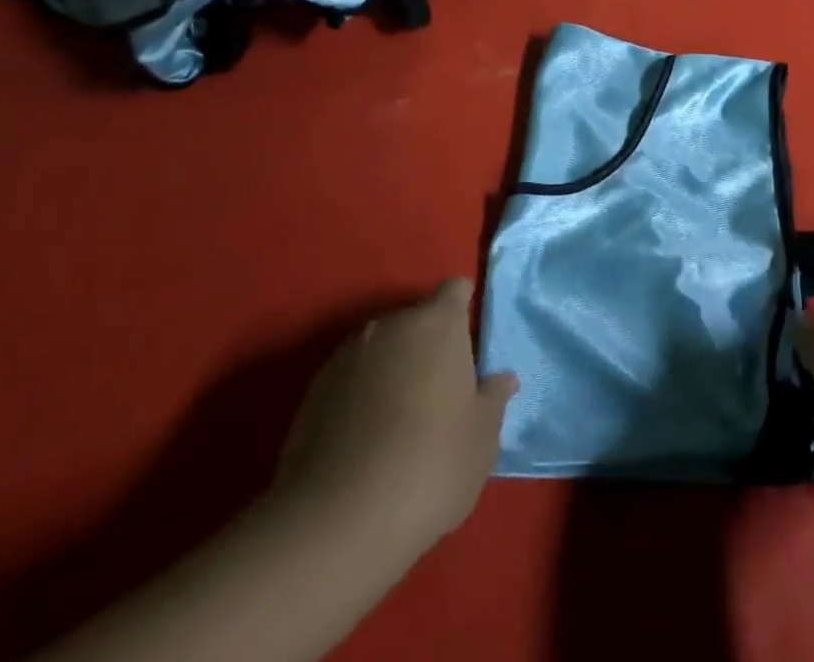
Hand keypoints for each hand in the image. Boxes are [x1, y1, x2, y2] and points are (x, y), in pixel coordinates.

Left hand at [273, 279, 516, 555]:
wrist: (336, 524)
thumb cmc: (430, 465)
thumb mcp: (482, 437)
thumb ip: (493, 399)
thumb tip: (502, 380)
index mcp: (437, 324)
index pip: (454, 290)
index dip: (462, 309)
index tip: (467, 344)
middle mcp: (389, 326)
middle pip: (415, 320)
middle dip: (427, 345)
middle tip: (440, 392)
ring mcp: (346, 357)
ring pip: (380, 350)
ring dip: (392, 370)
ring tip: (400, 421)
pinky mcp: (312, 393)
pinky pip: (350, 381)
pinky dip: (361, 397)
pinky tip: (367, 442)